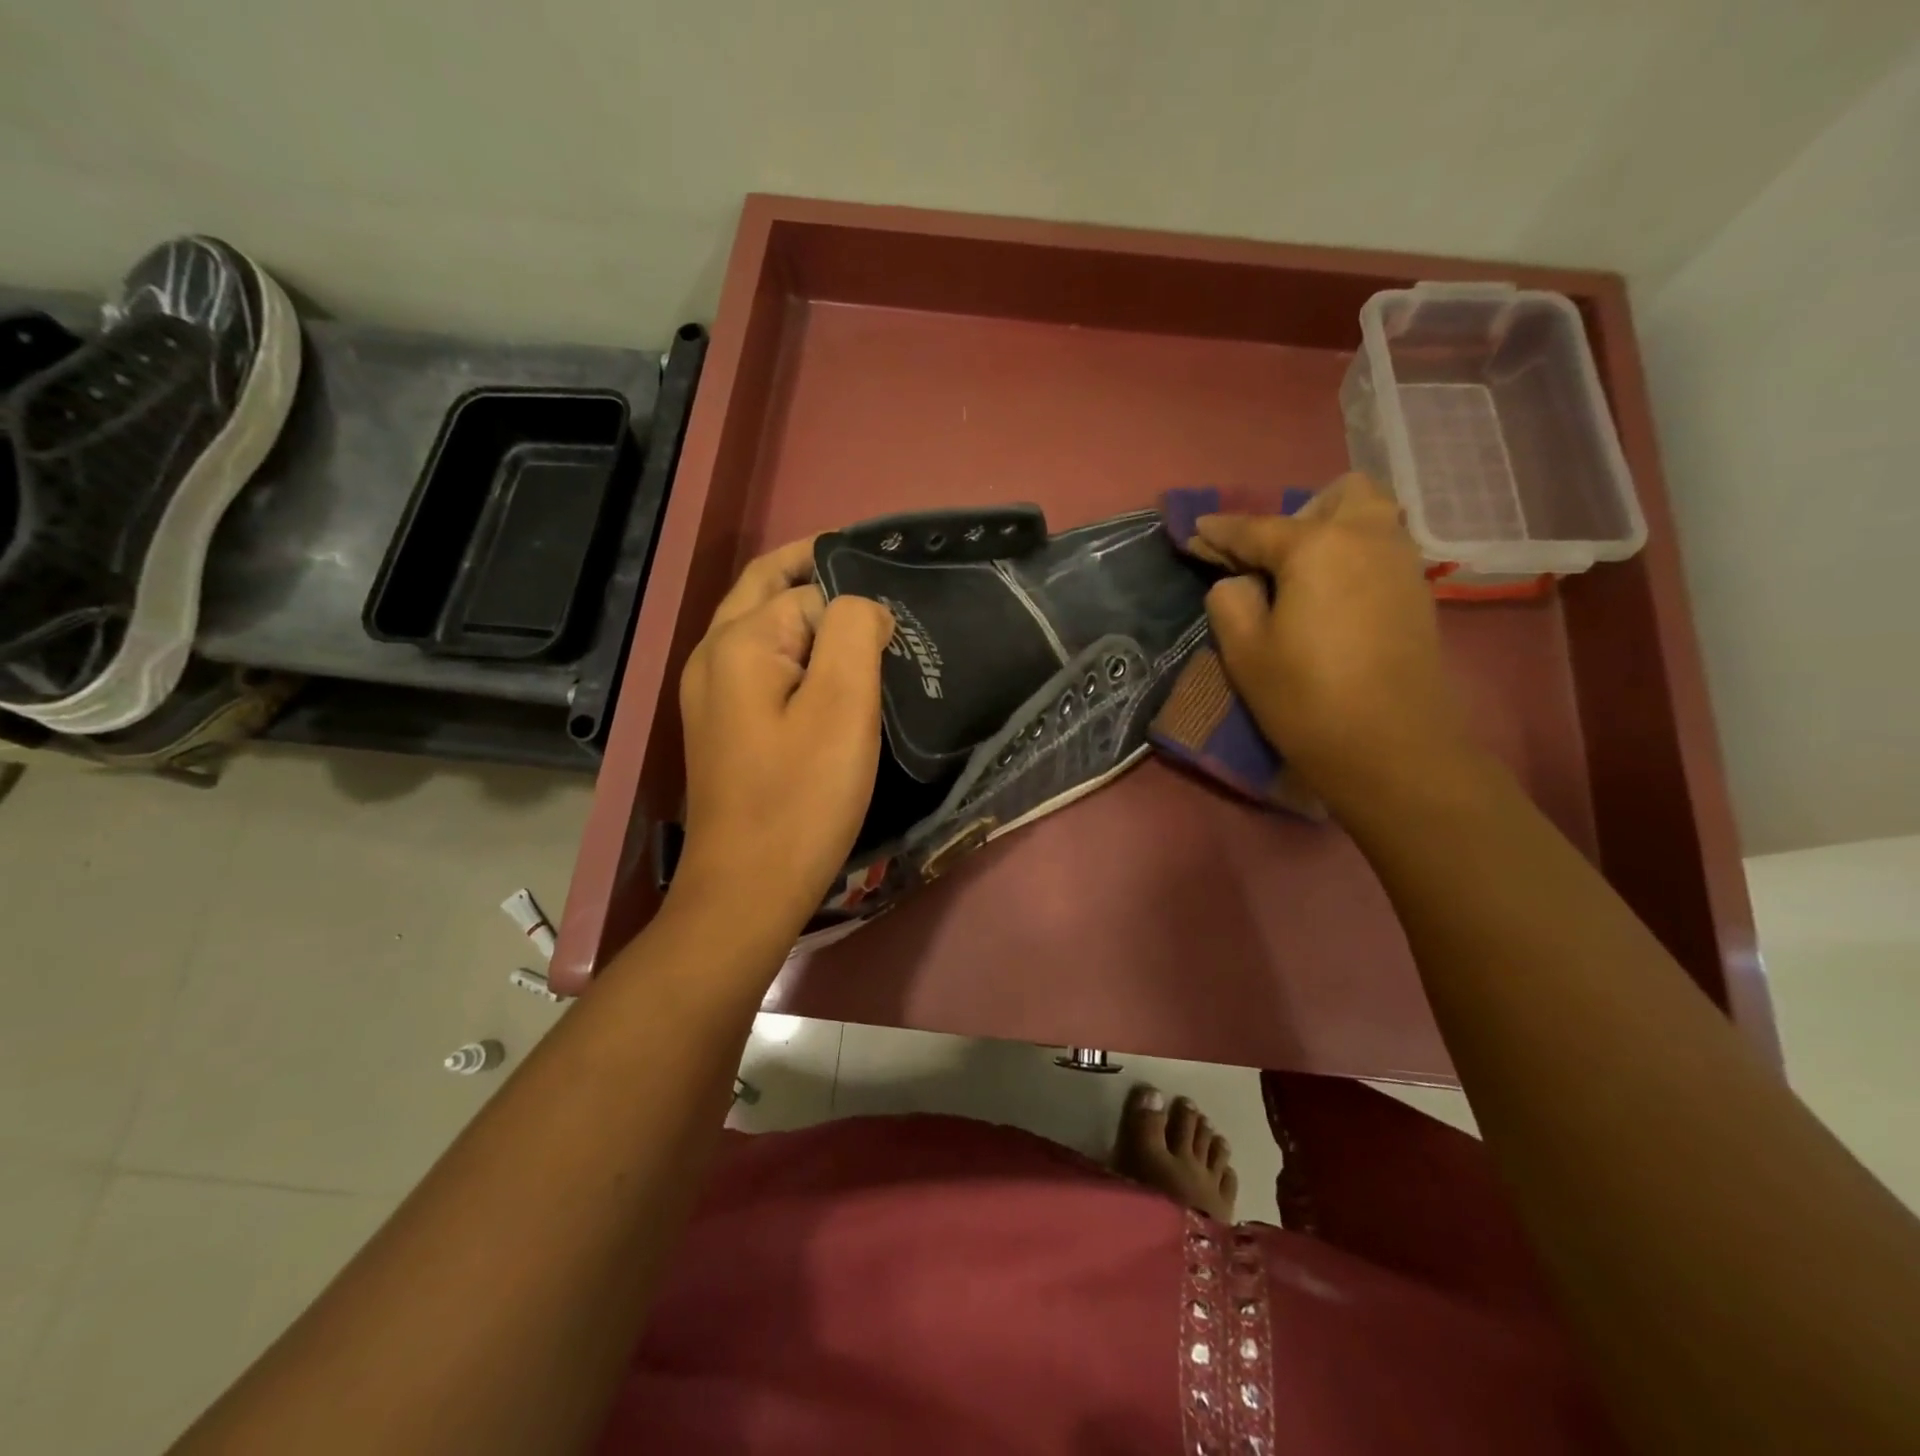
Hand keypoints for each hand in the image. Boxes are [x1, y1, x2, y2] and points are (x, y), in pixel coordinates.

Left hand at [672, 539, 894, 937]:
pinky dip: (793, 645)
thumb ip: (854, 632)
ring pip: (759, 623)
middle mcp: (713, 654)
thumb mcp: (843, 707)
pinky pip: (758, 660)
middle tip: (877, 579)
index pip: (809, 590)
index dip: (855, 599)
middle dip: (816, 570)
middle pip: (766, 587)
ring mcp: (711, 691)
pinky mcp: (721, 723)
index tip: (901, 615)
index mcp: (740, 641)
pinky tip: (828, 672)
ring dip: (804, 608)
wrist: (747, 888)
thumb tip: (862, 607)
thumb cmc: (801, 798)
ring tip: (863, 621)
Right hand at [1196, 474, 1475, 805]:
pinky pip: (1381, 549)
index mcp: (1317, 546)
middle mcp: (1367, 537)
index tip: (1195, 533)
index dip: (1219, 531)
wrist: (1391, 748)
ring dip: (1331, 531)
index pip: (1255, 528)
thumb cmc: (1306, 697)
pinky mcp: (1417, 592)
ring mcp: (1401, 563)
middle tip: (1268, 558)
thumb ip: (1229, 600)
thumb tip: (1238, 582)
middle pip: (1337, 496)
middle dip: (1298, 514)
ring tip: (1299, 576)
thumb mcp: (1245, 650)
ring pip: (1369, 518)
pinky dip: (1353, 556)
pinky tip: (1330, 596)